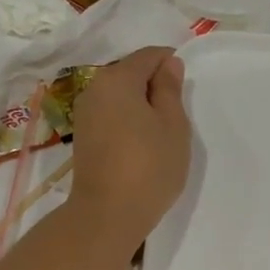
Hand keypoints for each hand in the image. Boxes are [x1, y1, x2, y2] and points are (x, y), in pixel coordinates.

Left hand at [69, 47, 189, 249]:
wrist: (108, 213)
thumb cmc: (149, 166)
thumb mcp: (173, 125)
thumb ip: (170, 89)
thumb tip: (168, 64)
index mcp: (118, 79)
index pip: (149, 55)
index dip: (170, 64)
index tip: (186, 89)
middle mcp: (94, 88)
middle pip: (130, 72)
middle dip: (154, 86)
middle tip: (176, 115)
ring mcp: (84, 113)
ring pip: (119, 95)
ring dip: (140, 105)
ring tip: (160, 133)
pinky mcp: (82, 136)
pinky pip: (110, 114)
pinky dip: (127, 120)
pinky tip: (141, 144)